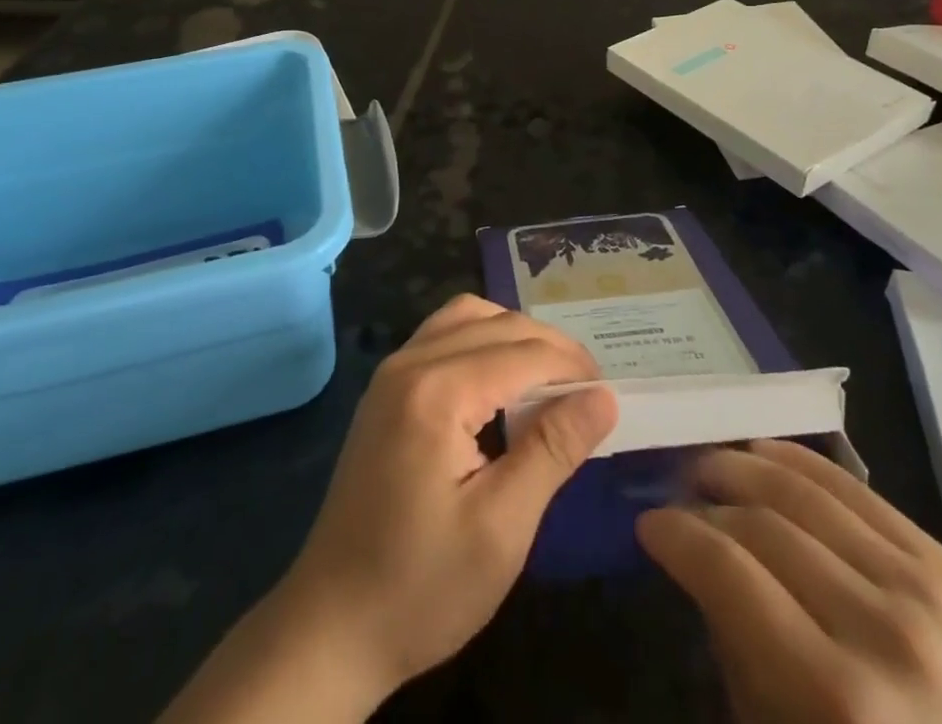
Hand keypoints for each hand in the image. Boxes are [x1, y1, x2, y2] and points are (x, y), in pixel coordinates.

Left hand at [163, 295, 616, 722]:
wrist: (331, 626)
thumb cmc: (422, 586)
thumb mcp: (502, 527)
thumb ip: (553, 449)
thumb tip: (604, 396)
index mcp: (438, 390)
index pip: (523, 353)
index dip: (573, 367)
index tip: (610, 394)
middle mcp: (411, 362)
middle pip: (497, 324)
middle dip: (549, 346)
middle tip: (589, 389)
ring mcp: (392, 371)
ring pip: (466, 316)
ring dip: (514, 335)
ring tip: (550, 378)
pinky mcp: (386, 389)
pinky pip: (442, 335)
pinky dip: (481, 340)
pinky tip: (500, 381)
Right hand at [638, 439, 941, 723]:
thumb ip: (737, 650)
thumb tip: (700, 561)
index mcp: (838, 696)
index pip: (729, 572)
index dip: (677, 536)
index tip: (649, 524)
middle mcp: (883, 629)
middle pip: (764, 523)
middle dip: (707, 501)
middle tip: (677, 494)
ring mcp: (924, 589)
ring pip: (806, 491)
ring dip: (745, 466)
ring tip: (712, 466)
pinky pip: (855, 489)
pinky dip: (800, 462)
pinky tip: (765, 453)